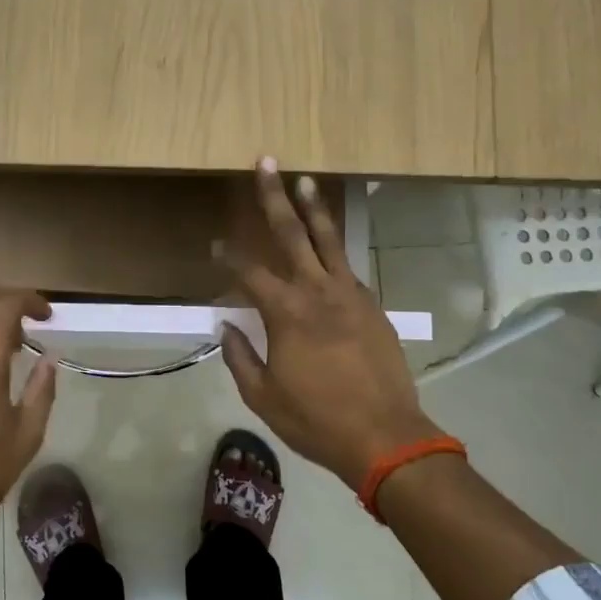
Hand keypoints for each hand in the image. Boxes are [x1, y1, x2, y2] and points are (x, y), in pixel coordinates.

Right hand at [217, 159, 442, 491]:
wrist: (385, 436)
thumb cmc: (316, 419)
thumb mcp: (263, 396)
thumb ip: (240, 357)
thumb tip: (226, 326)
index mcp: (286, 314)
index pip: (249, 272)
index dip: (229, 257)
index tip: (215, 246)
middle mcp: (318, 292)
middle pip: (292, 234)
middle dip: (275, 197)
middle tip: (266, 163)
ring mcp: (351, 295)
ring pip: (329, 241)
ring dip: (314, 209)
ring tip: (304, 180)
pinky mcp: (373, 306)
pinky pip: (349, 269)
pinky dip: (335, 252)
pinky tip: (328, 248)